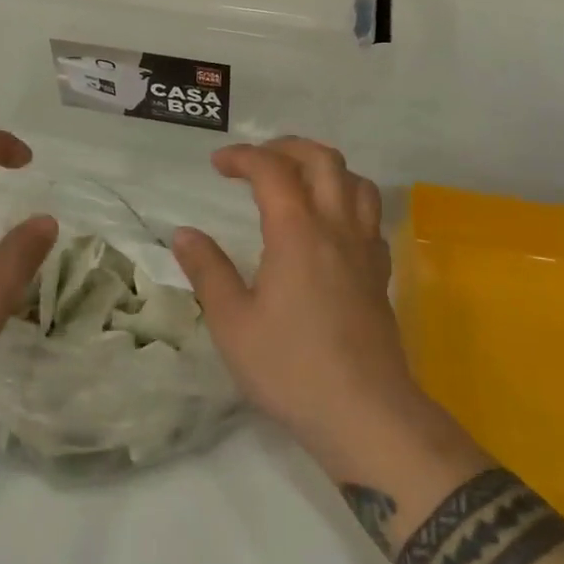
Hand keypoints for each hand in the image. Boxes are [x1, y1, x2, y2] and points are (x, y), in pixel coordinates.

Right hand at [173, 138, 465, 482]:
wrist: (367, 416)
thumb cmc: (292, 368)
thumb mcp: (233, 324)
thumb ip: (208, 271)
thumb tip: (184, 234)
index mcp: (297, 231)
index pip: (272, 169)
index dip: (243, 156)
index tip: (217, 164)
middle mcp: (335, 227)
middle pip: (323, 159)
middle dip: (287, 147)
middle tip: (257, 161)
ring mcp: (364, 249)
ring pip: (356, 181)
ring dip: (324, 168)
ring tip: (297, 181)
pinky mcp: (380, 274)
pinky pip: (370, 216)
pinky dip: (347, 202)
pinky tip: (330, 225)